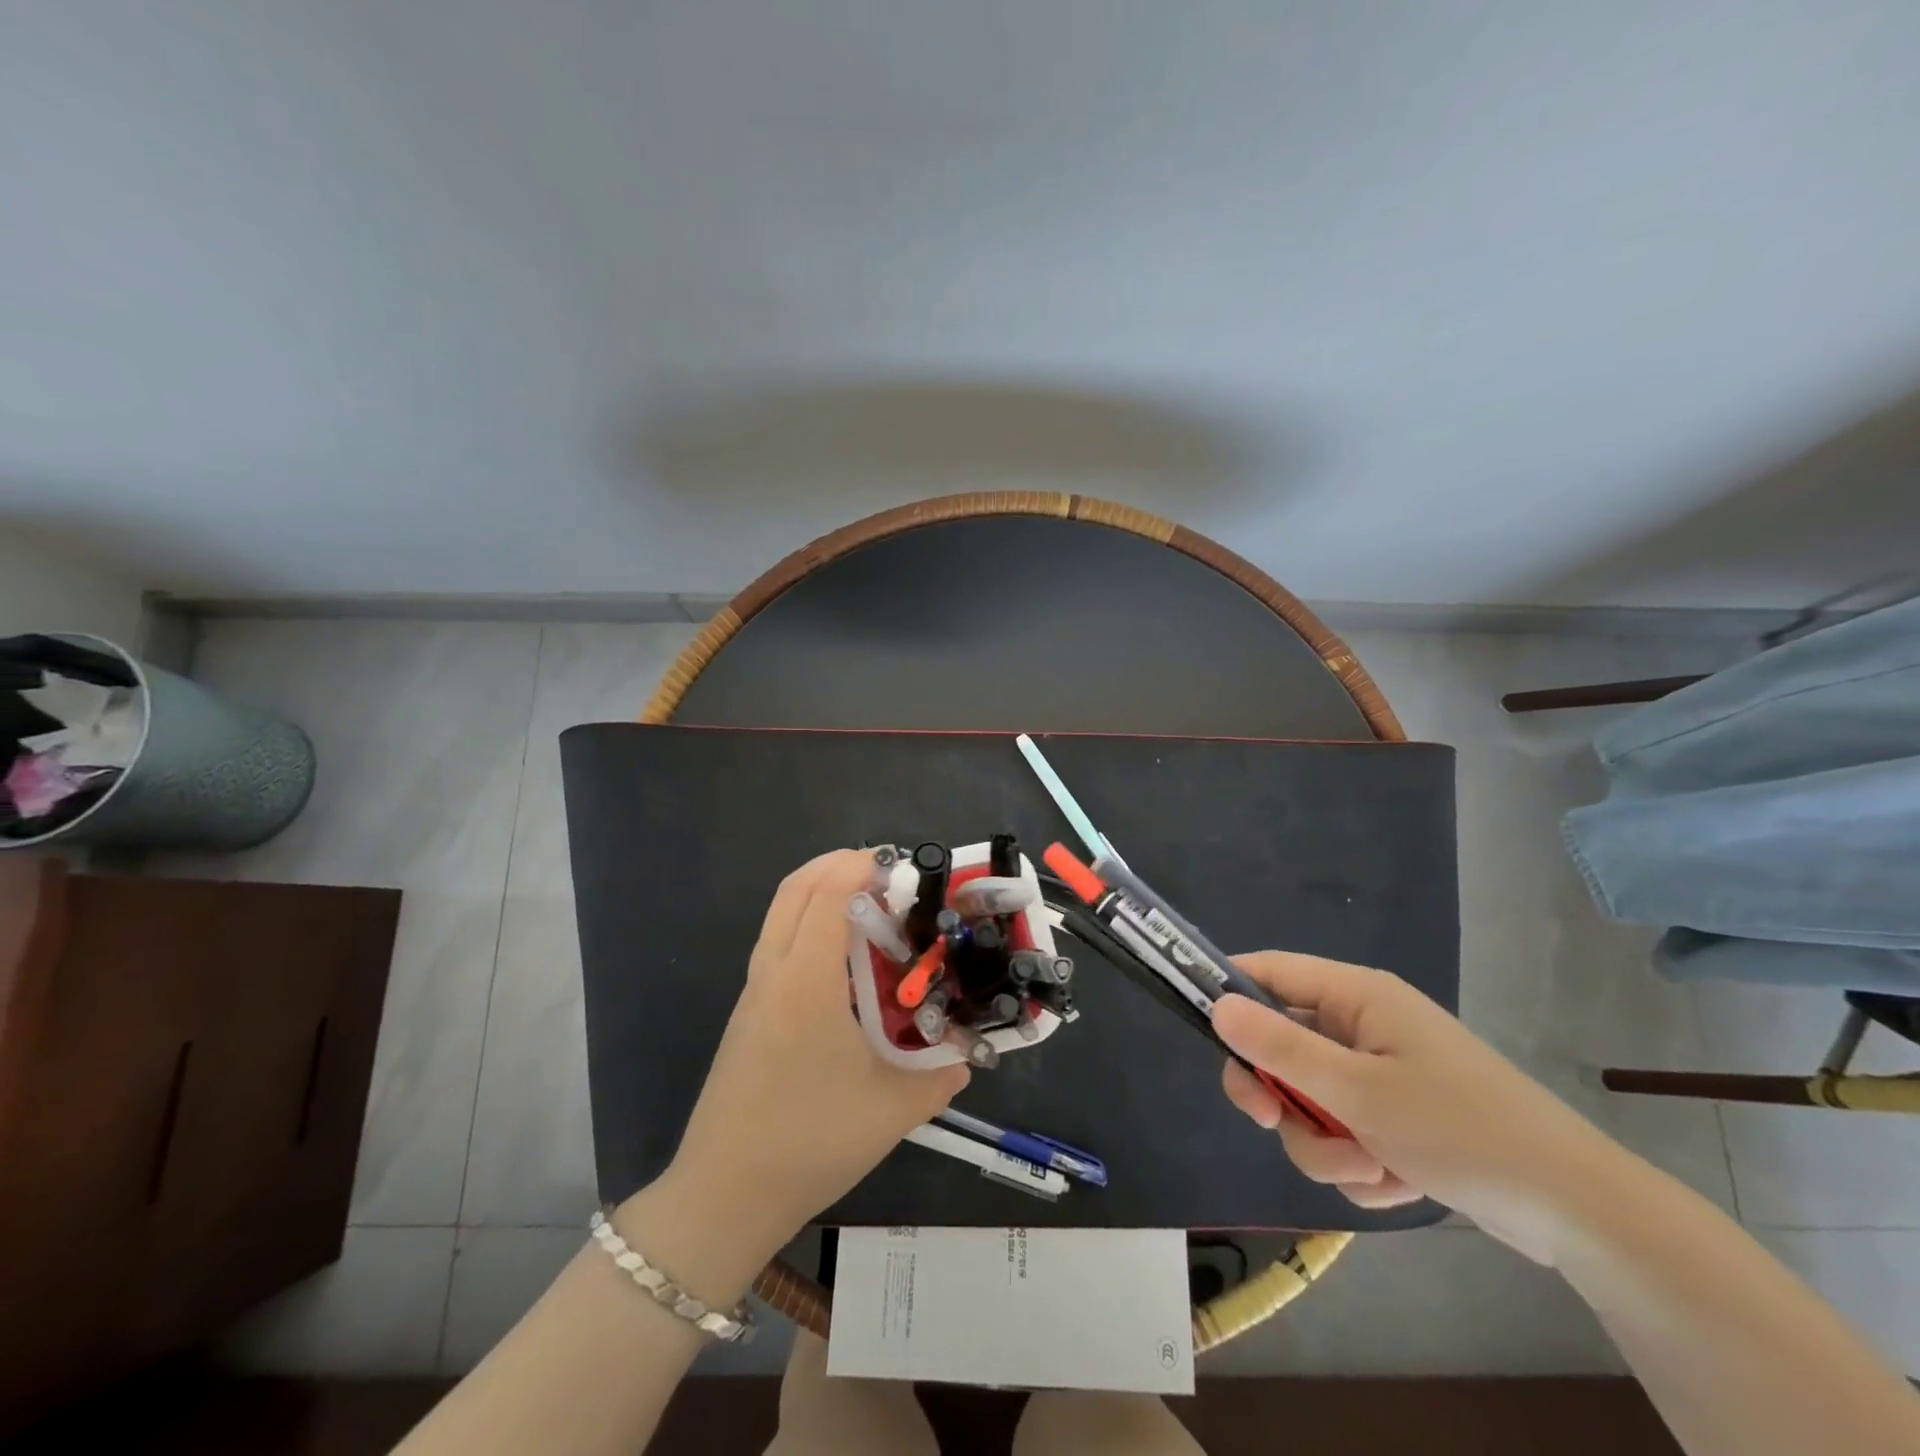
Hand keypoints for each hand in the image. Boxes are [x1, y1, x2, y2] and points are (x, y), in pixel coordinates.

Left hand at [658, 849, 968, 1262]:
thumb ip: (939, 1077)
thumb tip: (966, 1060)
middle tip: (885, 874)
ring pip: (781, 915)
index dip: (862, 867)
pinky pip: (778, 945)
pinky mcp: (748, 1014)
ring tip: (870, 912)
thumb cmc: (808, 1142)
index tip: (902, 866)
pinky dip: (809, 927)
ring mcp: (753, 993)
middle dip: (837, 865)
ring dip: (820, 895)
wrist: (723, 1196)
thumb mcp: (891, 1111)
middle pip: (795, 889)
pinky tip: (844, 966)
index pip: (828, 894)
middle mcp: (774, 973)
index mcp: (806, 982)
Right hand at [1214, 952, 1625, 1264]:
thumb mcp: (1358, 1091)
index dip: (1228, 992)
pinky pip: (1342, 1133)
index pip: (1268, 971)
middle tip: (1270, 1120)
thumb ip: (1280, 1048)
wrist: (1578, 1213)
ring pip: (1308, 1101)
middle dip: (1278, 1093)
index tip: (1199, 1029)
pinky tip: (1396, 1181)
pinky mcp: (1395, 1118)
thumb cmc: (1462, 1130)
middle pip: (1280, 1045)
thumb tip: (1217, 1006)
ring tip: (1372, 1167)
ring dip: (1324, 1142)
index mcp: (1356, 996)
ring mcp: (1379, 1073)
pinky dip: (1357, 1163)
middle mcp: (1362, 1025)